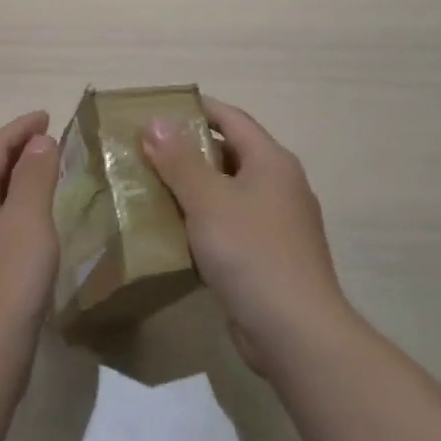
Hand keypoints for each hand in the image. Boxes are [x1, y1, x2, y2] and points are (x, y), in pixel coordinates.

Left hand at [0, 111, 60, 381]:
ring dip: (13, 182)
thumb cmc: (6, 283)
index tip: (47, 116)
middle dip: (15, 151)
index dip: (20, 128)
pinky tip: (29, 226)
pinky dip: (10, 211)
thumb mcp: (29, 221)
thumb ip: (35, 175)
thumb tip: (38, 141)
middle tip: (49, 142)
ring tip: (44, 177)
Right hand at [141, 98, 347, 370]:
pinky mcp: (269, 256)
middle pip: (230, 154)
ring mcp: (278, 223)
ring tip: (150, 188)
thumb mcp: (208, 200)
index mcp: (272, 161)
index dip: (196, 109)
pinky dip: (204, 222)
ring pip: (229, 193)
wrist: (295, 331)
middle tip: (145, 151)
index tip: (158, 110)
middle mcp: (280, 185)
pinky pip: (231, 226)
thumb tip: (155, 121)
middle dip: (188, 151)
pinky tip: (173, 232)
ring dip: (193, 189)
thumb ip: (179, 160)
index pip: (232, 118)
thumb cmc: (251, 252)